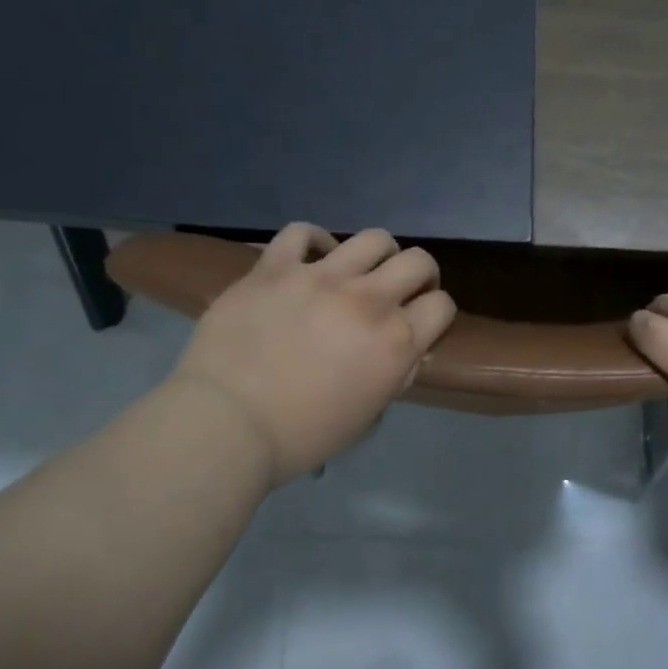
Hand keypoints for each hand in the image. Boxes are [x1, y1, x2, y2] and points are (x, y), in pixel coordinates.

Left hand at [170, 224, 456, 486]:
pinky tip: (314, 257)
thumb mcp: (366, 418)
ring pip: (373, 239)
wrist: (225, 425)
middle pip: (418, 261)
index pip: (442, 305)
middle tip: (402, 291)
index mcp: (395, 342)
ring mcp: (320, 276)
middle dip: (420, 275)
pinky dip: (315, 241)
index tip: (423, 321)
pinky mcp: (276, 267)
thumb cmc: (300, 436)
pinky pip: (302, 232)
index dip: (437, 312)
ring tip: (361, 271)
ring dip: (377, 255)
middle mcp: (367, 300)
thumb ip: (394, 375)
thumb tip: (403, 350)